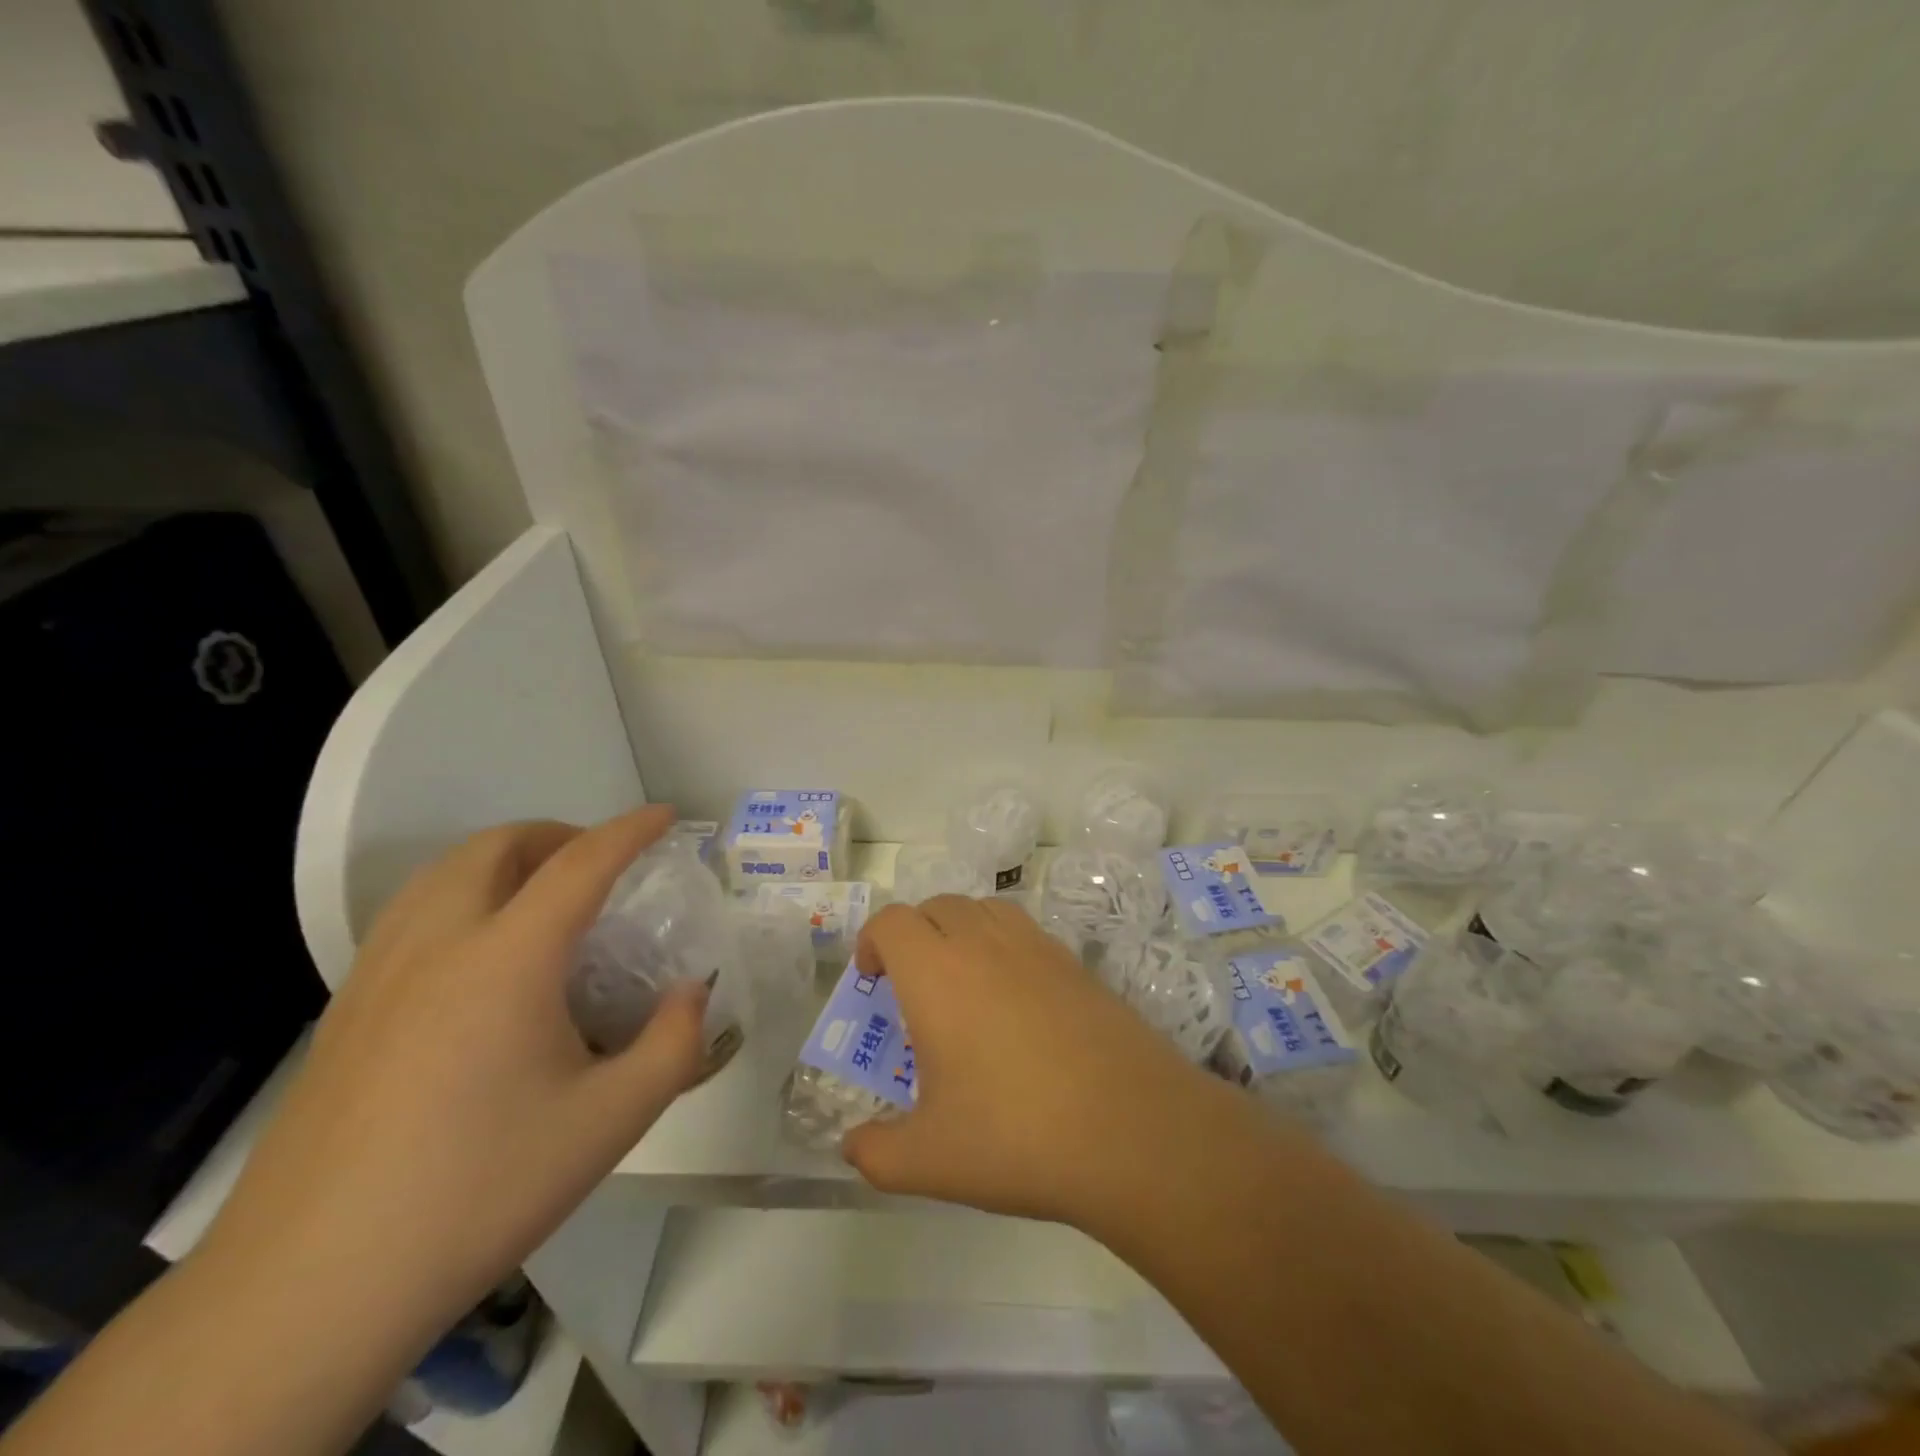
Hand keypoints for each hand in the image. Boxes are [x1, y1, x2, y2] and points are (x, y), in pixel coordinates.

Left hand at [198, 807, 707, 1345]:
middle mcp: (437, 945)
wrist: (309, 1291)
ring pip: (441, 874)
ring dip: (502, 860)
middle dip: (558, 834)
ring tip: (543, 896)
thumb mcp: (612, 1121)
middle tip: (600, 863)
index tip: (665, 816)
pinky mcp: (343, 1013)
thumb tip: (692, 993)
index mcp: (507, 959)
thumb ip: (674, 1044)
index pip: (580, 863)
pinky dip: (459, 897)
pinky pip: (409, 915)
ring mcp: (378, 976)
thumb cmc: (480, 1190)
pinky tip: (479, 958)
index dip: (630, 830)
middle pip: (496, 847)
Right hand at [840, 896, 1228, 1226]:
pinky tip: (1015, 1001)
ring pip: (984, 908)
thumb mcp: (929, 1160)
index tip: (873, 981)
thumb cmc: (1016, 1136)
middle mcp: (984, 944)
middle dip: (914, 934)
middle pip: (937, 905)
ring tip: (962, 983)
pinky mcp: (1075, 963)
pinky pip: (1025, 931)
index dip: (872, 941)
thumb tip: (853, 1147)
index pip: (892, 922)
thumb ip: (876, 1153)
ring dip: (960, 930)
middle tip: (913, 988)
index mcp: (937, 973)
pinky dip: (1004, 945)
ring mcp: (1036, 947)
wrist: (1130, 1129)